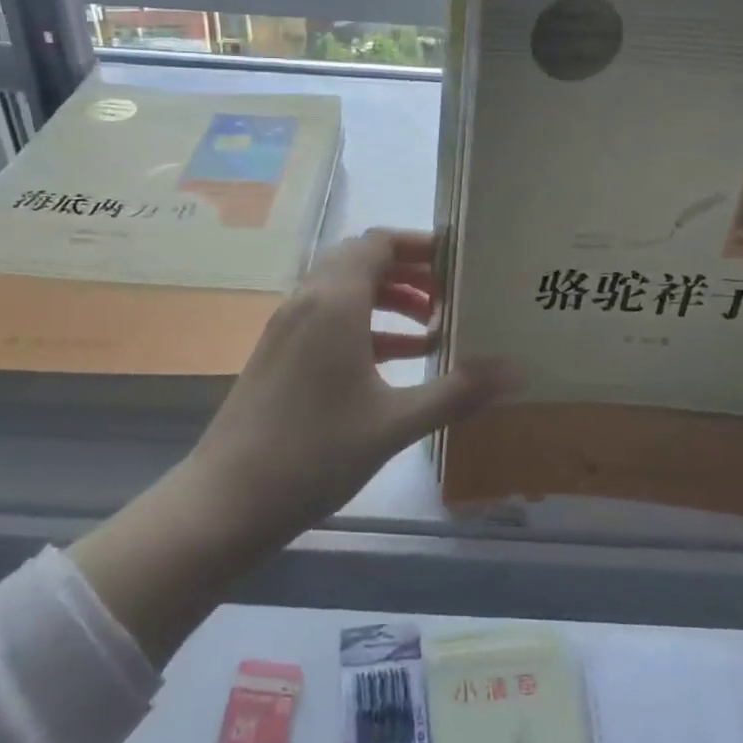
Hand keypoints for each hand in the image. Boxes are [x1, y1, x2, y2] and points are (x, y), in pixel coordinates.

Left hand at [183, 228, 513, 554]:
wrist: (228, 499)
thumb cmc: (315, 451)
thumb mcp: (394, 422)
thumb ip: (456, 392)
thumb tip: (515, 373)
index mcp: (335, 301)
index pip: (378, 242)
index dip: (419, 244)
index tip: (458, 261)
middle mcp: (308, 300)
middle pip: (361, 261)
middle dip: (408, 271)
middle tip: (451, 293)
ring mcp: (288, 327)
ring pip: (344, 291)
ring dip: (387, 299)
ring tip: (431, 327)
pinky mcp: (279, 354)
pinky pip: (328, 320)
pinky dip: (364, 326)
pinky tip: (396, 361)